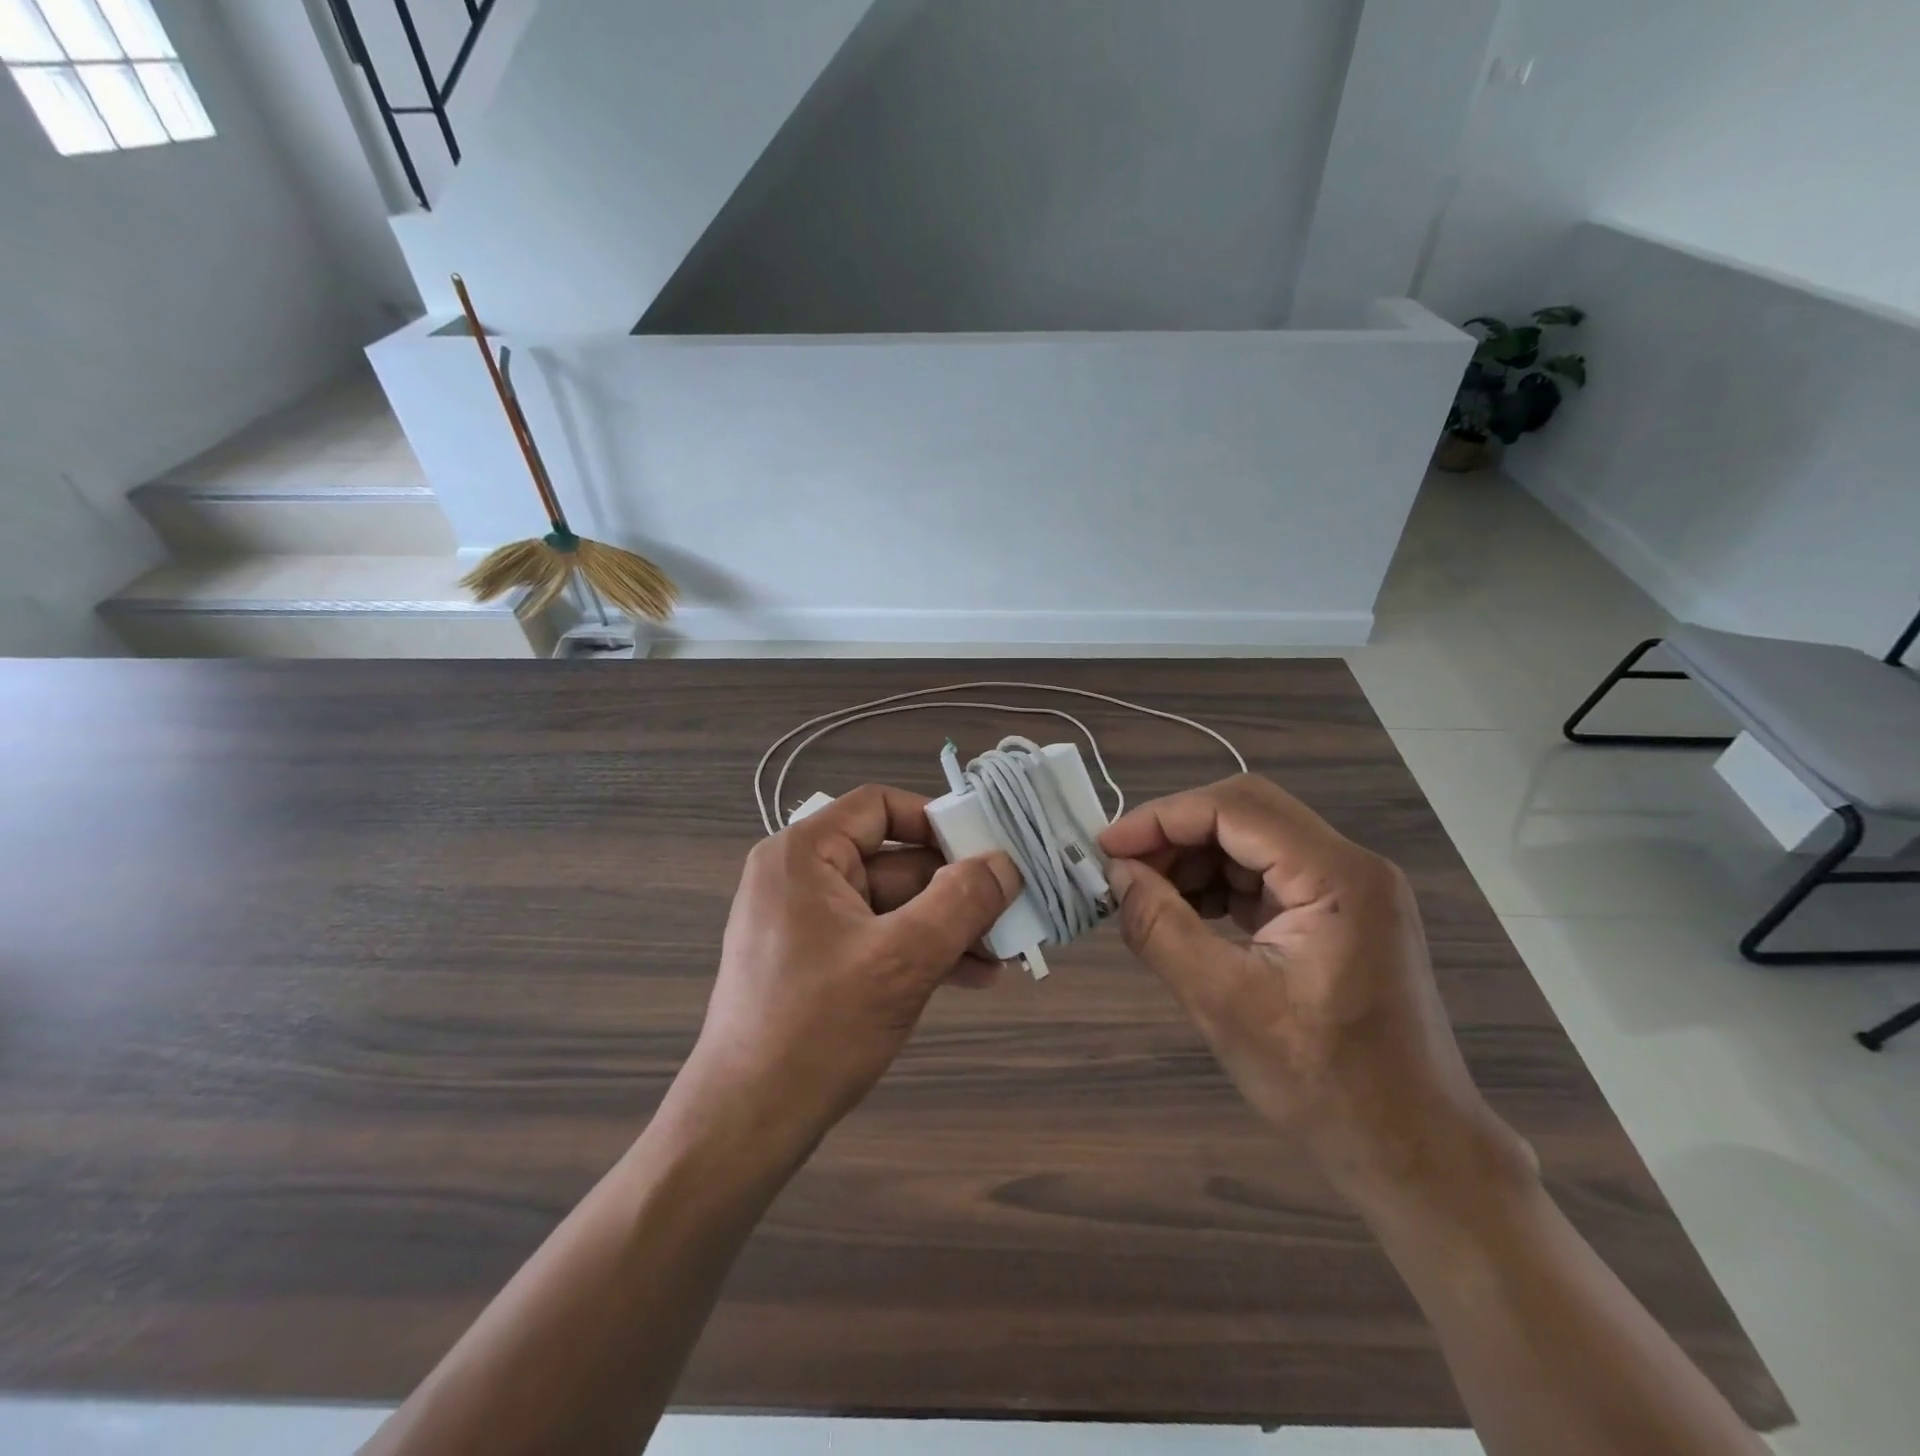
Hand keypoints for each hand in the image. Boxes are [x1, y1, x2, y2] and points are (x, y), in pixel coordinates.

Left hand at [685, 785, 1020, 1151]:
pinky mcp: (817, 962)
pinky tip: (970, 977)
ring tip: (1002, 955)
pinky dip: (921, 952)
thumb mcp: (903, 959)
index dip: (936, 822)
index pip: (879, 807)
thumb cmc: (819, 1027)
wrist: (746, 1125)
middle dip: (955, 890)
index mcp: (804, 855)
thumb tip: (1006, 863)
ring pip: (893, 905)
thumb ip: (962, 903)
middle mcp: (802, 877)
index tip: (986, 850)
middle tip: (1010, 912)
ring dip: (947, 927)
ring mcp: (808, 922)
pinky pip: (879, 938)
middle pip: (894, 860)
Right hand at [1098, 774, 1529, 1209]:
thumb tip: (1116, 874)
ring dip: (1193, 859)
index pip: (1235, 808)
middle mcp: (1349, 866)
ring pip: (1251, 840)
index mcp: (1338, 877)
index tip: (1107, 847)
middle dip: (1175, 834)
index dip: (1163, 818)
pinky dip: (1217, 885)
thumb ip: (1161, 928)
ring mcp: (1346, 889)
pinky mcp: (1335, 914)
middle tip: (1123, 869)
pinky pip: (1263, 875)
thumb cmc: (1324, 1084)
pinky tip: (1184, 914)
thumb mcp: (1224, 1004)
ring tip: (1146, 895)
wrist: (1411, 1151)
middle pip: (1245, 813)